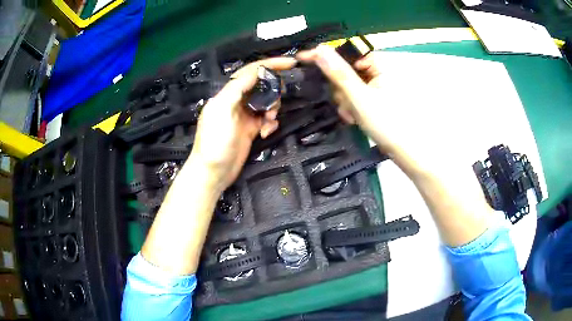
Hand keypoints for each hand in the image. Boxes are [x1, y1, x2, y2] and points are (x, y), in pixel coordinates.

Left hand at [186, 57, 296, 192]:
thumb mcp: (222, 110)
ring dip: (273, 108)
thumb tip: (255, 72)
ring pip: (266, 101)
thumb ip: (236, 88)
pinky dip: (271, 123)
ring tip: (269, 119)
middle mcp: (236, 101)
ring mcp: (244, 115)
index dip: (270, 64)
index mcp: (228, 94)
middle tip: (275, 103)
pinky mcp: (251, 129)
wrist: (213, 172)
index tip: (291, 63)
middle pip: (261, 85)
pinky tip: (266, 131)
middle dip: (273, 91)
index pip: (251, 72)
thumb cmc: (214, 142)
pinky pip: (266, 118)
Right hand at [297, 45, 396, 152]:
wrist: (403, 150)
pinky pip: (354, 93)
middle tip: (345, 104)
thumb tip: (319, 48)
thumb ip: (339, 73)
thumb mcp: (358, 96)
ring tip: (351, 115)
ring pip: (347, 83)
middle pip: (346, 69)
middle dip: (340, 88)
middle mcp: (378, 70)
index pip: (347, 51)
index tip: (303, 58)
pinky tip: (354, 117)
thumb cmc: (385, 123)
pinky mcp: (374, 96)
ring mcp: (376, 84)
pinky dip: (351, 104)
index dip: (327, 56)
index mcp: (380, 64)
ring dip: (345, 100)